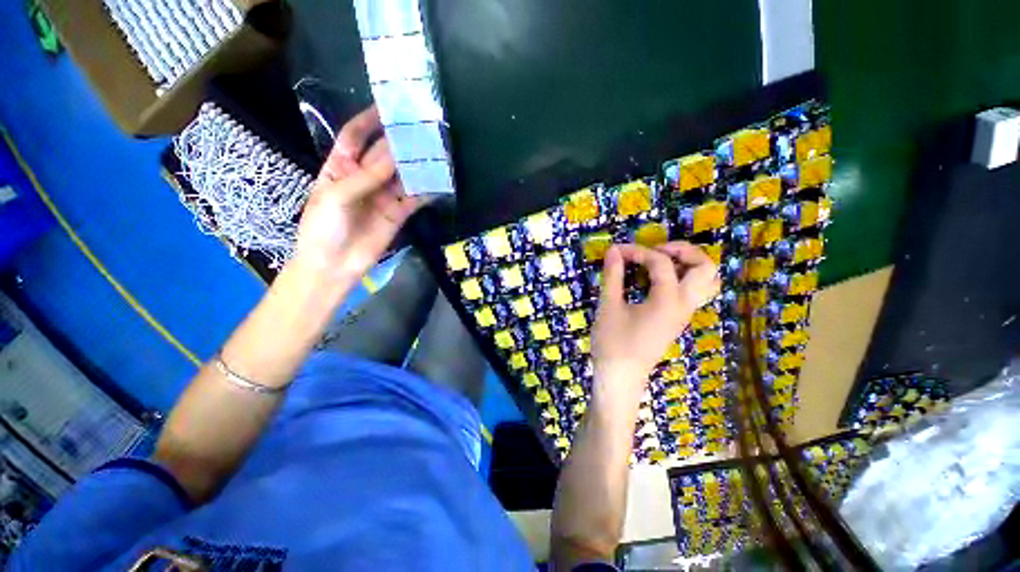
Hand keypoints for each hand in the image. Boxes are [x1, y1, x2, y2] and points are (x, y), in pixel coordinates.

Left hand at [293, 106, 424, 280]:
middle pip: (383, 154)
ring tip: (435, 152)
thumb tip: (394, 154)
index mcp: (340, 167)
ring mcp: (382, 196)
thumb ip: (366, 177)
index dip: (369, 120)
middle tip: (421, 129)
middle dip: (399, 142)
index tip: (388, 107)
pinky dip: (425, 192)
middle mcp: (363, 178)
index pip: (355, 136)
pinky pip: (413, 199)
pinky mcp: (398, 214)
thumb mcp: (336, 196)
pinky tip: (438, 182)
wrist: (333, 266)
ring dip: (416, 165)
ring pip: (402, 176)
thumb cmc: (323, 227)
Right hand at [591, 242, 719, 400]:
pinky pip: (694, 292)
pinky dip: (683, 278)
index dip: (637, 251)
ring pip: (707, 282)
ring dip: (688, 264)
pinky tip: (658, 280)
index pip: (661, 263)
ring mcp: (684, 313)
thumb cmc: (612, 343)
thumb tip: (613, 250)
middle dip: (683, 250)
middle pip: (705, 268)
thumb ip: (612, 276)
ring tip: (661, 261)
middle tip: (655, 249)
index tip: (616, 251)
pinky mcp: (678, 319)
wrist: (621, 376)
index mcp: (667, 301)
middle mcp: (684, 305)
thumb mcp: (608, 307)